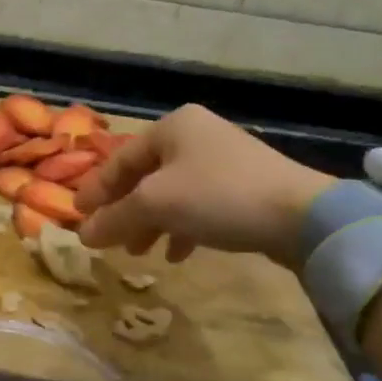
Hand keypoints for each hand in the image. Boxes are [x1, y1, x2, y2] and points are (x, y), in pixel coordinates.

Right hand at [74, 105, 332, 266]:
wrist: (304, 216)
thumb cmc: (217, 196)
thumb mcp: (155, 205)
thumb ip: (113, 218)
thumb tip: (81, 235)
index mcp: (172, 126)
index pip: (119, 159)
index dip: (96, 190)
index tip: (77, 216)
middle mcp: (196, 135)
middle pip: (145, 177)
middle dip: (125, 211)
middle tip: (108, 239)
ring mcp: (224, 160)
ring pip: (172, 193)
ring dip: (151, 223)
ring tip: (140, 252)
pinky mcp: (245, 187)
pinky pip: (199, 205)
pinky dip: (182, 227)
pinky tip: (178, 254)